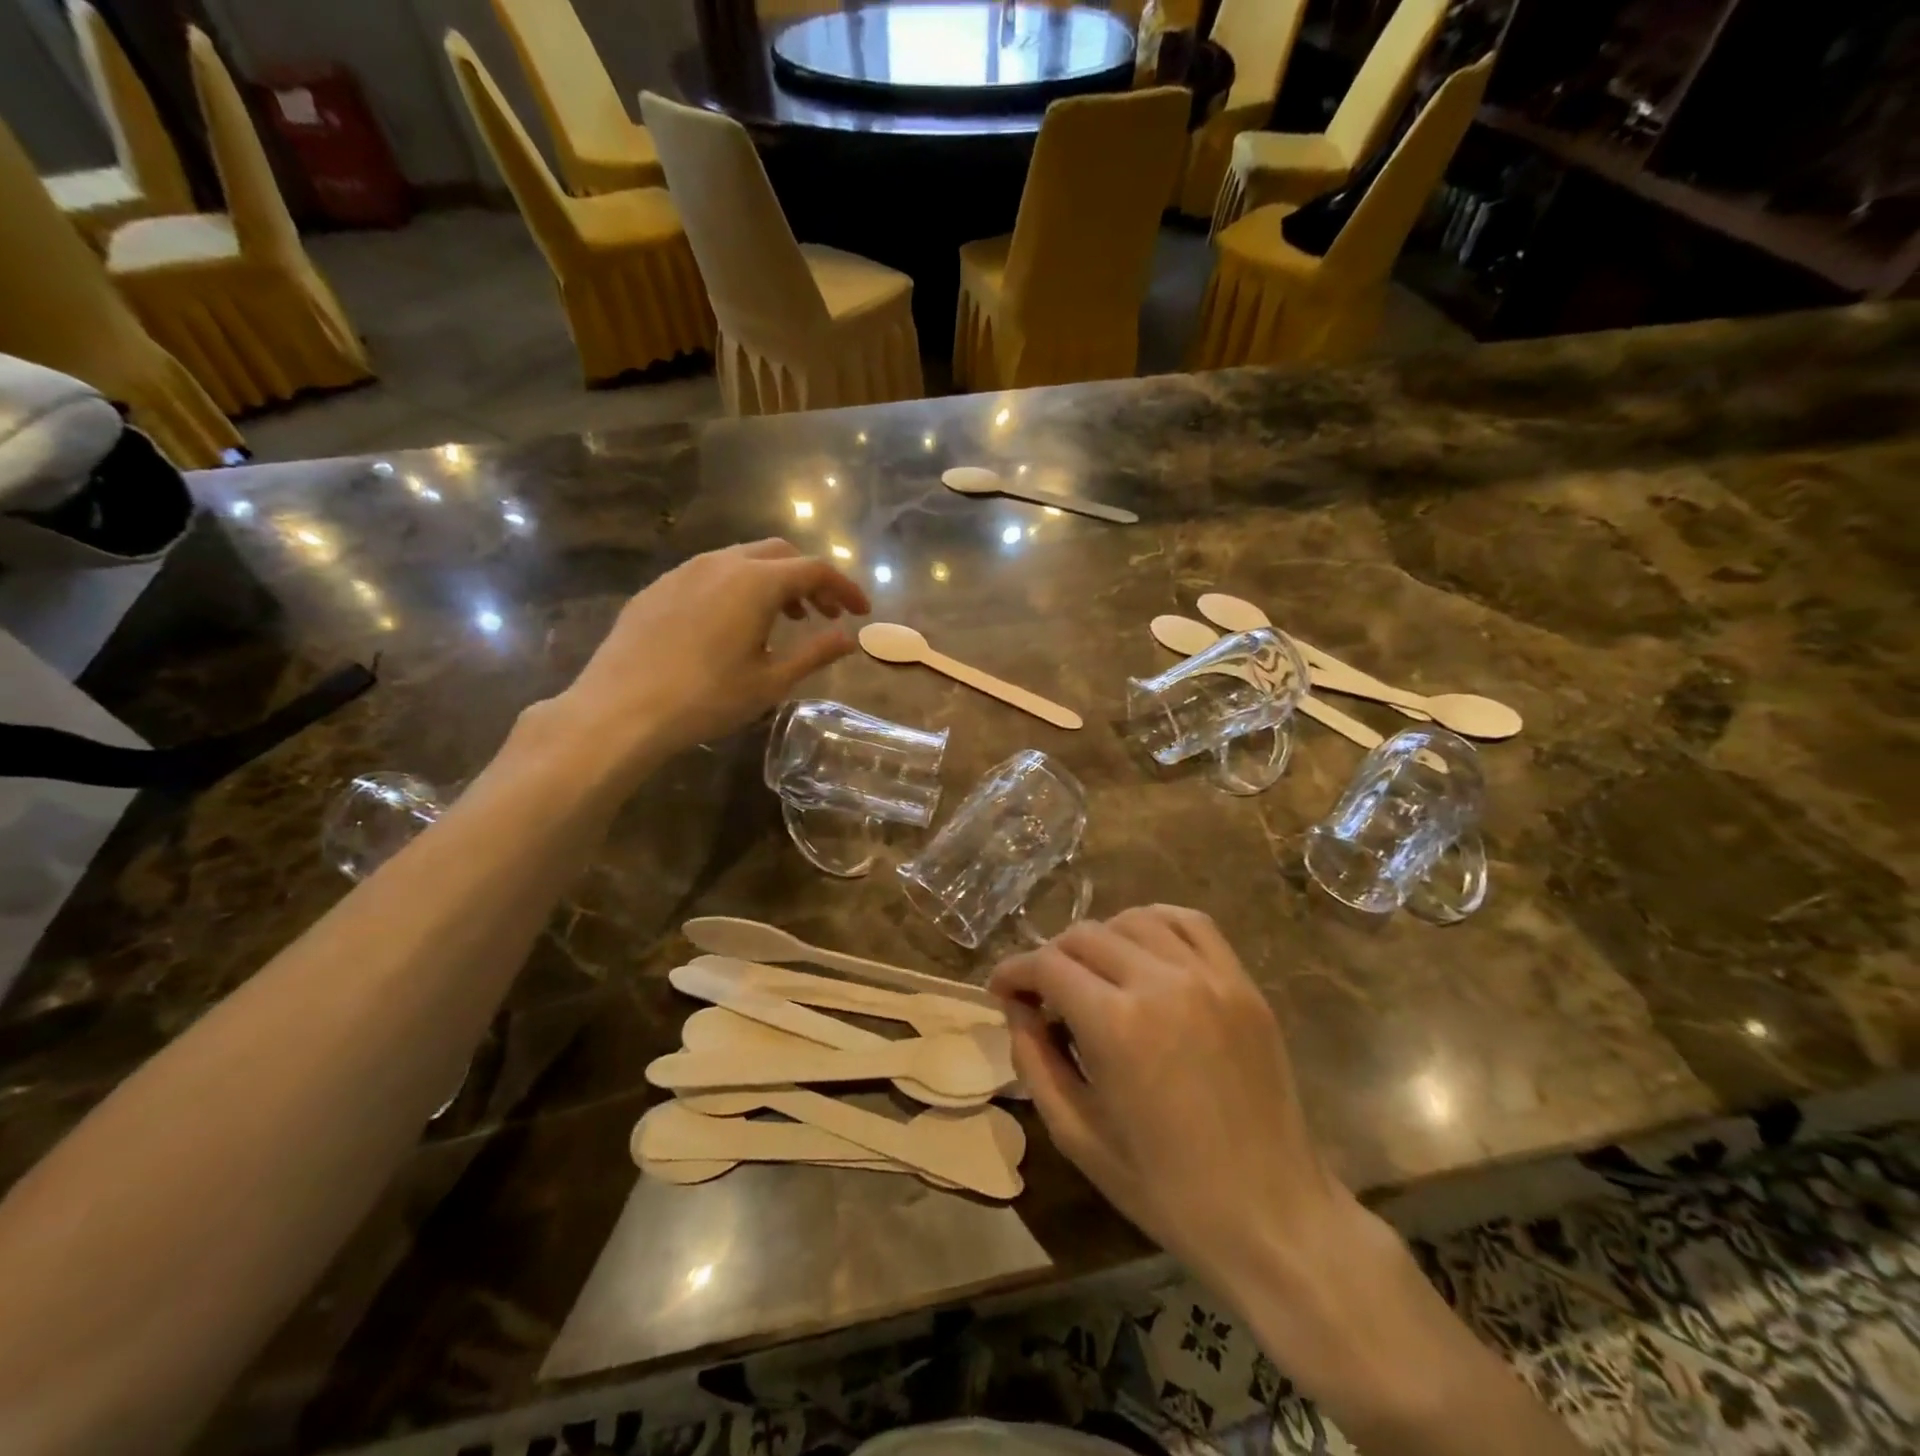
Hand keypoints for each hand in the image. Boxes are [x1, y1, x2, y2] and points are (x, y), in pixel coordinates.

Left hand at [547, 539, 868, 769]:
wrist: (621, 710)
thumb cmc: (707, 698)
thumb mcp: (771, 681)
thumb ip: (816, 653)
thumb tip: (849, 638)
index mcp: (755, 582)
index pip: (815, 570)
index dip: (844, 588)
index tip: (861, 612)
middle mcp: (721, 563)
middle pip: (779, 554)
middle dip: (809, 579)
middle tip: (823, 614)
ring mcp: (683, 571)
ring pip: (741, 560)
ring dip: (772, 582)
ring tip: (781, 620)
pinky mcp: (657, 588)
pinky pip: (709, 575)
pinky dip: (736, 588)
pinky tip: (731, 625)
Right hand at [996, 908, 1589, 1455]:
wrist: (1271, 1215)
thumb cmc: (1165, 1189)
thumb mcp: (1078, 1135)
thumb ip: (1035, 1061)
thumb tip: (1016, 1009)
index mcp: (1116, 1025)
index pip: (1047, 965)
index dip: (1014, 971)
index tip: (1001, 989)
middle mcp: (1160, 983)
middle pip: (1084, 935)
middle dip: (1051, 958)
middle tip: (1043, 993)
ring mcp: (1209, 976)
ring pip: (1133, 919)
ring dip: (1100, 939)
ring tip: (1093, 973)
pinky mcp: (1242, 982)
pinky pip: (1190, 923)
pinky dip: (1155, 924)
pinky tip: (1143, 949)